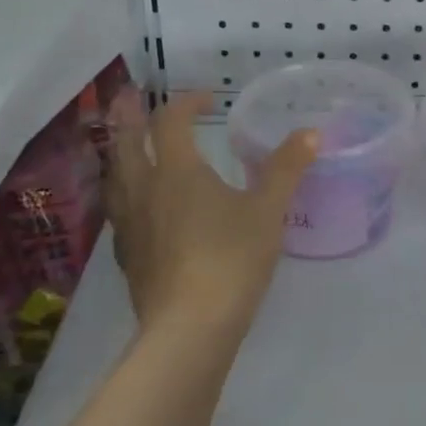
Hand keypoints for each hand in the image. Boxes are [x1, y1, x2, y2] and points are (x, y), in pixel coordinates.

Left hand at [105, 90, 318, 333]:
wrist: (190, 328)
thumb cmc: (231, 259)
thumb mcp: (268, 211)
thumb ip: (286, 169)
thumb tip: (310, 132)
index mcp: (176, 171)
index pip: (171, 122)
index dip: (186, 103)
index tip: (206, 99)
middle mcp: (144, 190)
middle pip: (126, 142)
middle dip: (130, 116)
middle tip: (130, 98)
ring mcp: (129, 225)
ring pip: (114, 177)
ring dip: (120, 154)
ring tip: (126, 147)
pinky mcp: (128, 257)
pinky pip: (118, 212)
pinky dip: (124, 195)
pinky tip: (136, 209)